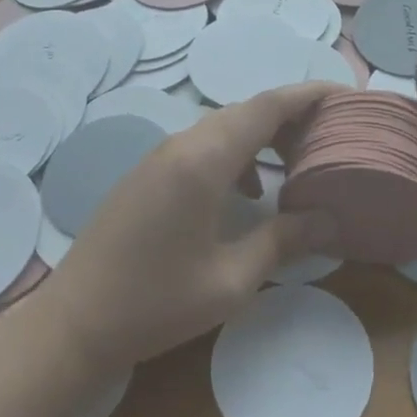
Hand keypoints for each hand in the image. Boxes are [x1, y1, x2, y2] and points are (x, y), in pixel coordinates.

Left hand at [42, 83, 339, 374]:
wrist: (73, 323)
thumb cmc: (156, 304)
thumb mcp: (230, 280)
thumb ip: (283, 241)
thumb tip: (330, 219)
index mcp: (204, 160)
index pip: (266, 107)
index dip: (307, 94)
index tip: (343, 94)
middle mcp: (182, 144)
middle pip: (246, 110)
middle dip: (291, 114)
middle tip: (331, 132)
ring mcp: (159, 155)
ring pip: (222, 126)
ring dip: (262, 134)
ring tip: (298, 159)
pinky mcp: (148, 172)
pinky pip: (202, 144)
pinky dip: (235, 152)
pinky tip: (248, 190)